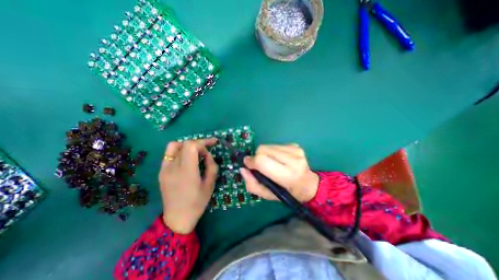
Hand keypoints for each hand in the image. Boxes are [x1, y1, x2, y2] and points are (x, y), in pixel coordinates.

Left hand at [158, 138, 215, 233]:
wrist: (177, 218)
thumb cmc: (197, 203)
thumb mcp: (210, 184)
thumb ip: (211, 166)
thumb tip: (208, 155)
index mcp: (186, 171)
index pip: (190, 145)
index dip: (202, 143)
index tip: (210, 149)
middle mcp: (173, 167)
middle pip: (184, 144)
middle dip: (198, 144)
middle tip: (207, 150)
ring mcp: (164, 169)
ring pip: (175, 145)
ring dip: (187, 145)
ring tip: (196, 152)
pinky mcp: (161, 171)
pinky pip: (169, 154)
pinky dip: (180, 151)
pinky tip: (186, 158)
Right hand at [240, 145, 318, 203]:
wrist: (308, 185)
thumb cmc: (288, 193)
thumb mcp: (267, 195)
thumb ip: (252, 184)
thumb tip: (243, 168)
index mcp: (287, 175)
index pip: (262, 161)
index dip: (251, 161)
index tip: (248, 165)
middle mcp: (293, 160)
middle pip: (263, 149)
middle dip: (257, 157)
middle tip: (260, 166)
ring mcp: (295, 150)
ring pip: (267, 145)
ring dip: (264, 153)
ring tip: (270, 163)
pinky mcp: (295, 145)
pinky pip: (275, 144)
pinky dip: (271, 151)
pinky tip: (278, 159)